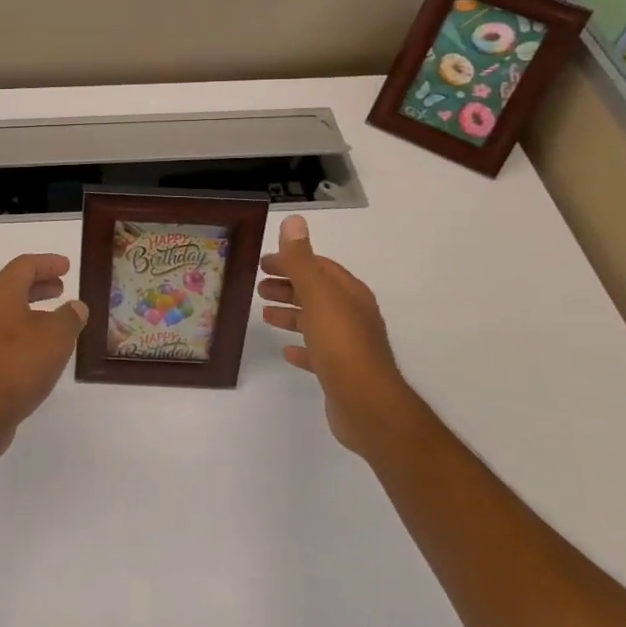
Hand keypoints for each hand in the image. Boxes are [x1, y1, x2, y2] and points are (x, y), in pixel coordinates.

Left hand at [0, 253, 88, 455]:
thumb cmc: (19, 365)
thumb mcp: (57, 337)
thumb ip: (70, 317)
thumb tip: (75, 307)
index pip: (24, 265)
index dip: (48, 263)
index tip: (67, 266)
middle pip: (12, 285)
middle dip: (39, 284)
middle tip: (61, 287)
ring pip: (6, 309)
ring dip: (31, 307)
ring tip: (55, 317)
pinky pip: (1, 330)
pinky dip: (22, 327)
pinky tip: (39, 346)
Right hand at [259, 215, 413, 456]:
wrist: (367, 405)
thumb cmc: (340, 343)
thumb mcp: (317, 294)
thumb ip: (301, 260)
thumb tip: (293, 221)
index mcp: (349, 293)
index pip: (318, 267)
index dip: (291, 261)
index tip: (263, 263)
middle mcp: (353, 315)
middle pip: (316, 292)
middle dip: (289, 286)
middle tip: (258, 286)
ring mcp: (348, 345)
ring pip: (315, 321)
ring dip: (291, 314)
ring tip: (264, 314)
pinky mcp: (341, 372)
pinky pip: (317, 352)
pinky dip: (301, 346)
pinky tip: (286, 350)